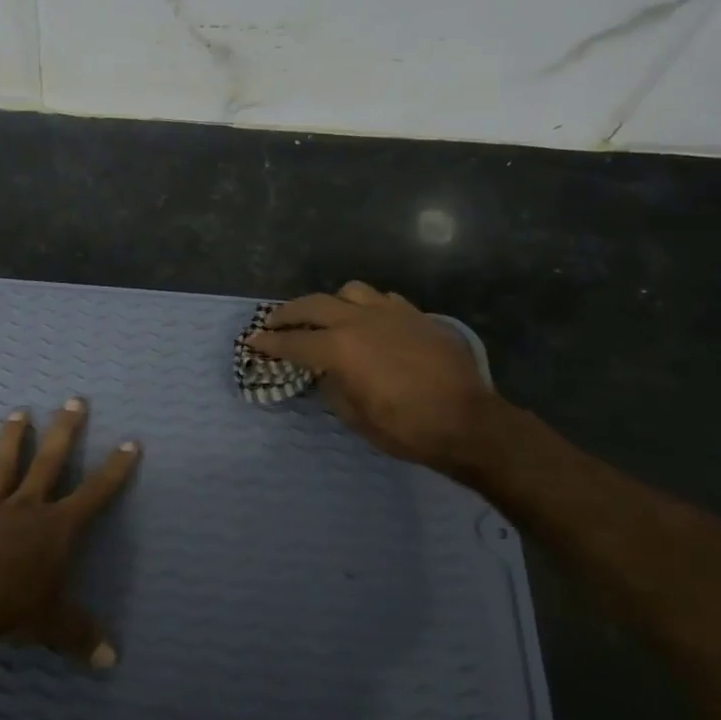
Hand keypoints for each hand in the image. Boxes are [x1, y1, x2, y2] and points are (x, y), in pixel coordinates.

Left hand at [0, 399, 139, 666]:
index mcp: (57, 528)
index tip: (130, 441)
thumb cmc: (14, 608)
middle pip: (50, 463)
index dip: (115, 469)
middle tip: (74, 400)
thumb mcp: (55, 626)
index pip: (96, 493)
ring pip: (3, 467)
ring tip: (18, 412)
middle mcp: (26, 509)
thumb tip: (110, 660)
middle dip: (65, 432)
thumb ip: (82, 637)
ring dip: (11, 440)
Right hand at [251, 281, 496, 473]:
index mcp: (339, 349)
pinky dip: (367, 307)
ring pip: (349, 292)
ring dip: (331, 303)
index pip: (292, 342)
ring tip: (328, 318)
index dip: (268, 343)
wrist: (468, 422)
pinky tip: (370, 323)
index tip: (252, 341)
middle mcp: (359, 321)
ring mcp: (391, 313)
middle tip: (273, 322)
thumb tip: (325, 371)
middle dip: (287, 313)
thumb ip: (332, 385)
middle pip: (312, 305)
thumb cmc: (406, 428)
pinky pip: (383, 300)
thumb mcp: (355, 416)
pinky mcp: (416, 316)